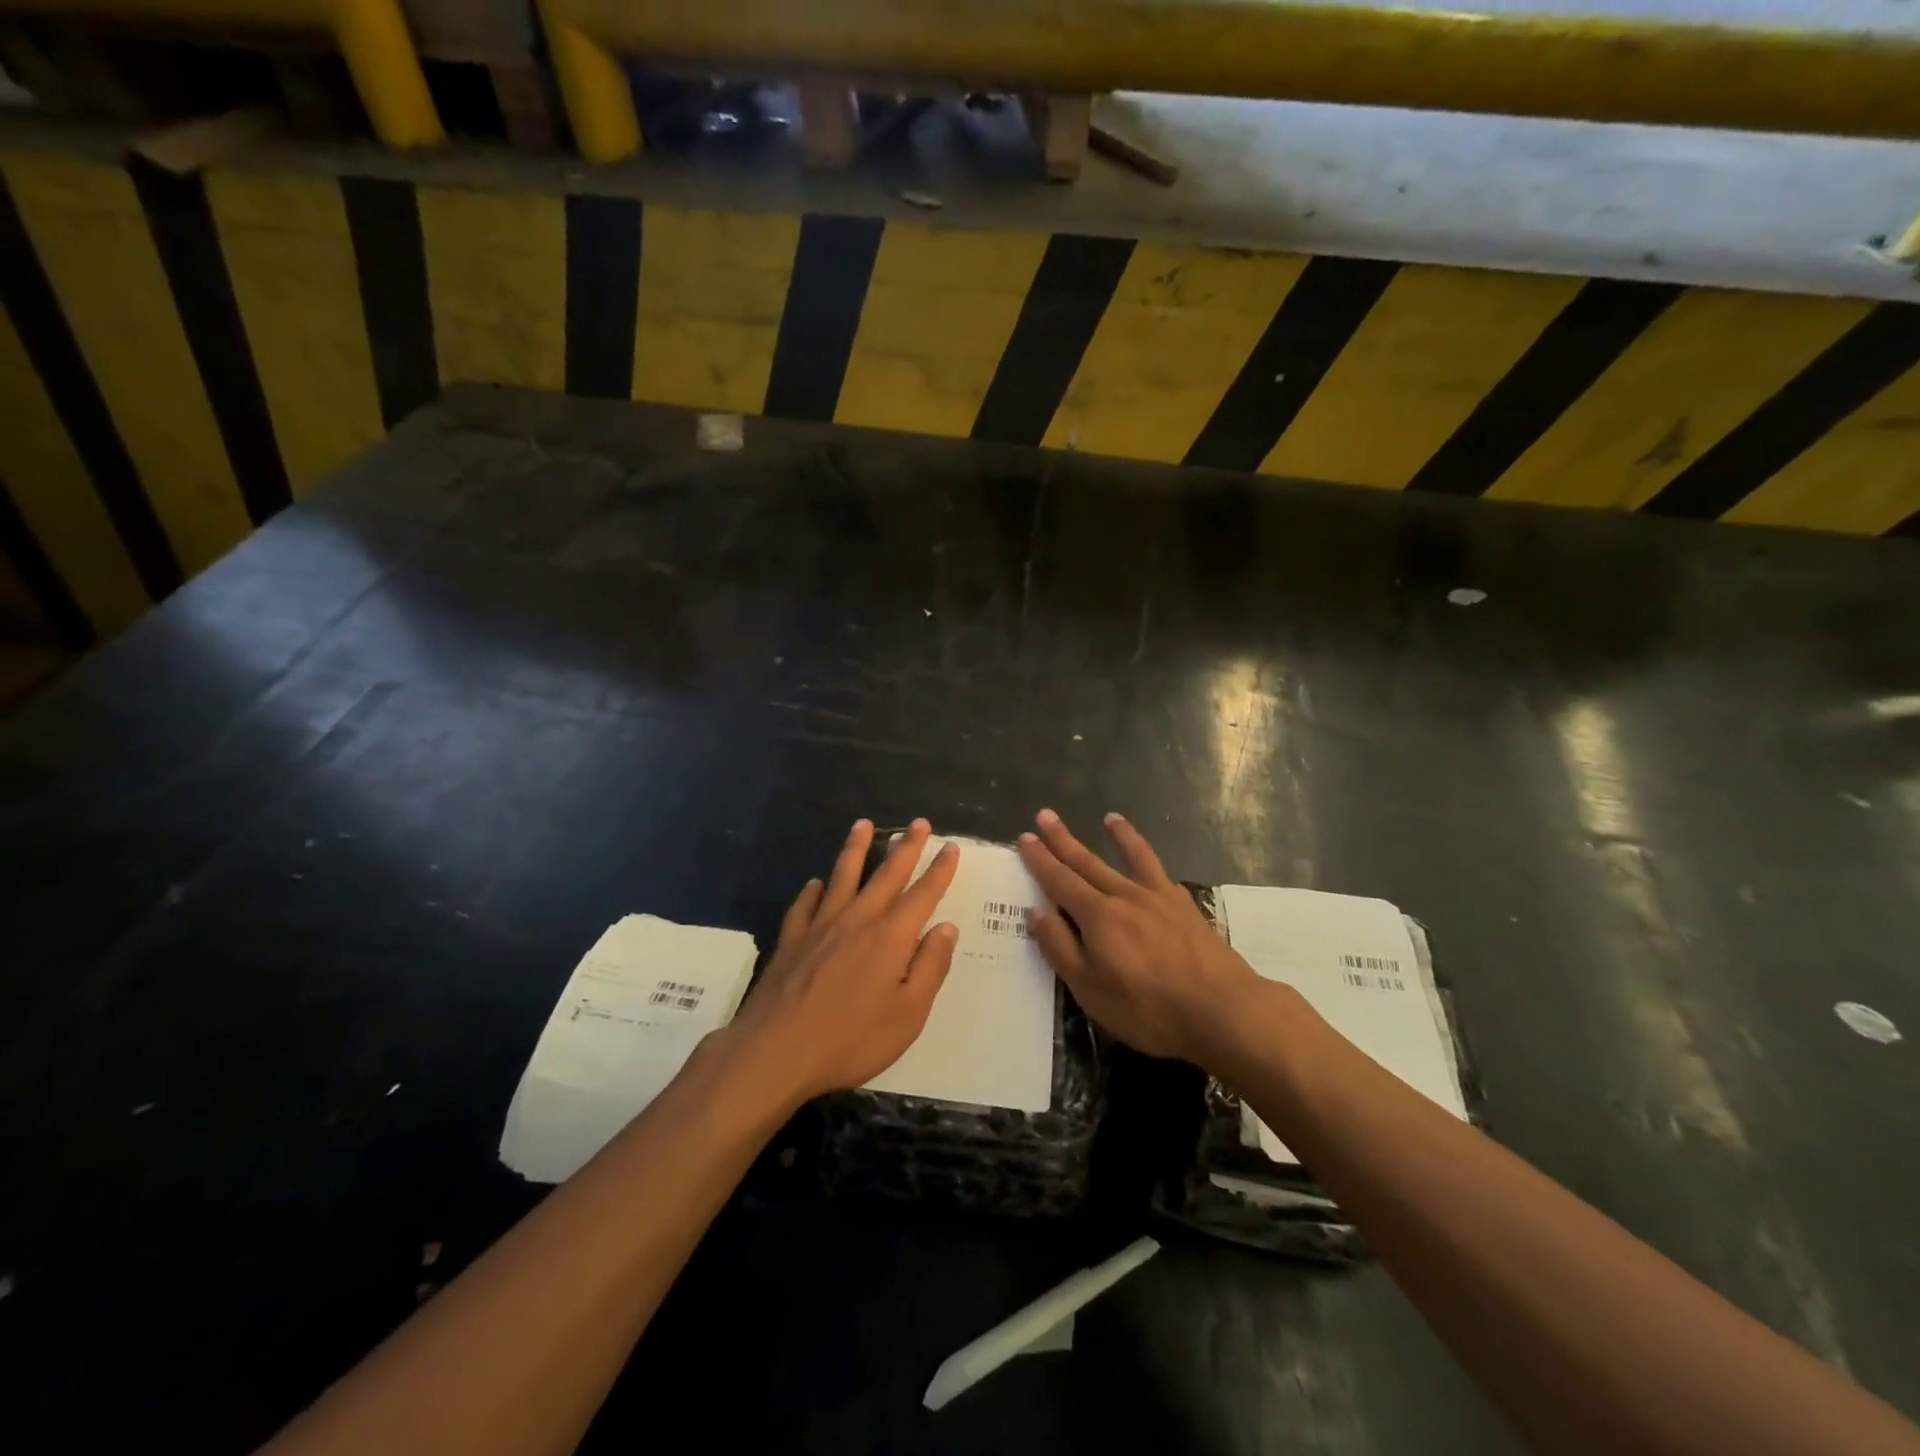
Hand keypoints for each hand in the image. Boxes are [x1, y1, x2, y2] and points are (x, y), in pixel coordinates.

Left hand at [727, 818, 960, 1104]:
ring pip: (842, 876)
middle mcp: (857, 920)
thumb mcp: (908, 1014)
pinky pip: (805, 904)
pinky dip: (813, 891)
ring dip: (856, 848)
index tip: (950, 846)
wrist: (775, 1051)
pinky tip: (815, 884)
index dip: (939, 870)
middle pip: (886, 874)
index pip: (922, 894)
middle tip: (918, 822)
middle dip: (906, 847)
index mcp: (890, 937)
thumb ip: (930, 967)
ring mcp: (820, 926)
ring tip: (863, 824)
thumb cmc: (851, 1039)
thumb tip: (946, 928)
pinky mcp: (791, 940)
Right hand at [1018, 809, 1260, 1063]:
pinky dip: (1155, 867)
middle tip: (1046, 815)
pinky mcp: (1187, 909)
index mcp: (1097, 916)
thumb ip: (1060, 947)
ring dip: (1119, 837)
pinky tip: (1154, 869)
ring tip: (1110, 817)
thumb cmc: (1147, 1008)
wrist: (1221, 1010)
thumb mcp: (1089, 988)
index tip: (1025, 837)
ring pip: (1133, 859)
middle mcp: (1125, 896)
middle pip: (1088, 862)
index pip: (1059, 880)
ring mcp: (1160, 899)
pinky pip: (1163, 877)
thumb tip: (1037, 911)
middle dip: (1063, 840)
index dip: (1040, 860)